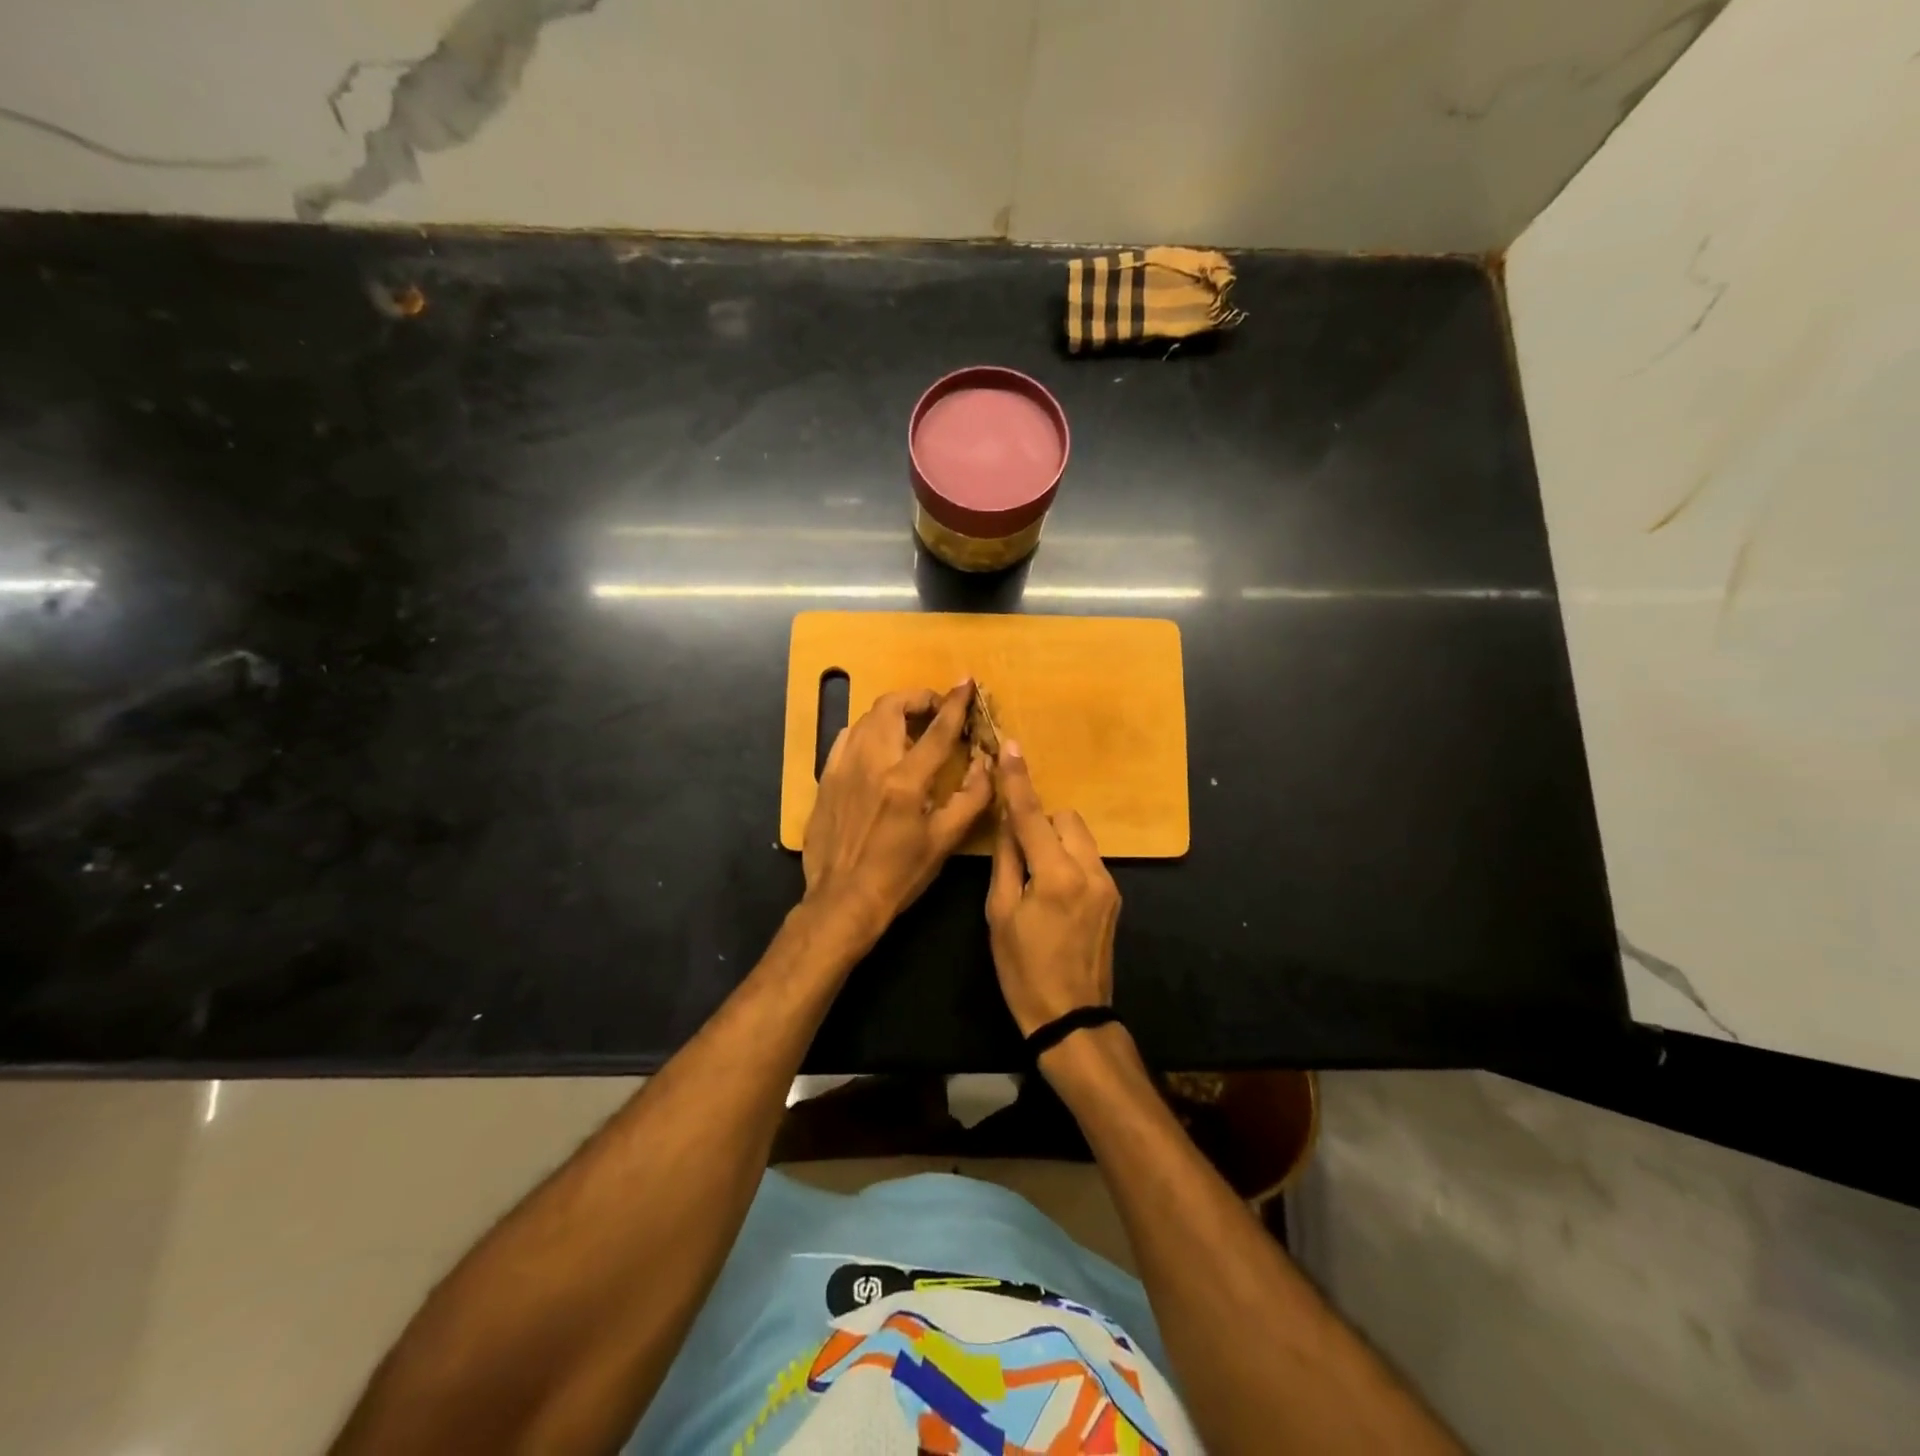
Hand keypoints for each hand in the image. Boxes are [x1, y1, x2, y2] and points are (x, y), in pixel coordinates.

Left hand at [802, 681, 992, 941]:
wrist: (842, 899)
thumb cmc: (899, 875)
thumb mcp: (944, 841)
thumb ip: (971, 798)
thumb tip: (988, 763)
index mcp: (905, 781)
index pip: (937, 730)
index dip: (955, 703)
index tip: (966, 683)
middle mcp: (871, 764)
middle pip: (892, 706)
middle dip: (918, 698)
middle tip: (936, 709)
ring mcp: (843, 768)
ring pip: (866, 718)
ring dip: (893, 712)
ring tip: (910, 726)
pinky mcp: (826, 778)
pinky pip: (846, 738)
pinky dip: (867, 731)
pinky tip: (877, 746)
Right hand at [986, 741, 1120, 1036]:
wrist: (1072, 1016)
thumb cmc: (1023, 970)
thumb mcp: (1000, 915)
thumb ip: (1007, 860)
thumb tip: (1007, 822)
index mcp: (1056, 875)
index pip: (1032, 815)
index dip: (1018, 781)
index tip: (1011, 747)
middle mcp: (1090, 871)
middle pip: (1065, 819)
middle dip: (1040, 821)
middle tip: (1018, 847)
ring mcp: (1108, 884)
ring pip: (1080, 837)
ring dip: (1056, 839)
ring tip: (1035, 870)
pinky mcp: (1114, 897)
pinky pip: (1088, 859)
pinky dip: (1068, 858)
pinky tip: (1053, 888)